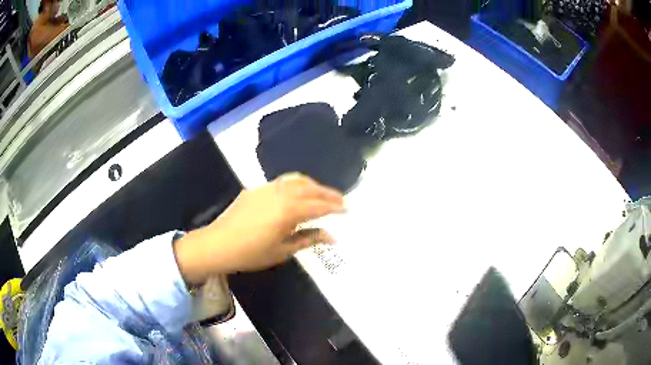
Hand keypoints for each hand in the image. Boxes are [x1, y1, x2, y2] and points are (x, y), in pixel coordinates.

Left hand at [174, 173, 344, 284]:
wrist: (217, 244)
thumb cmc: (251, 253)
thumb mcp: (282, 251)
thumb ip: (309, 239)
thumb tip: (332, 237)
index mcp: (289, 210)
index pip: (319, 206)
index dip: (336, 207)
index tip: (347, 209)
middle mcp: (280, 193)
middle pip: (310, 188)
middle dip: (328, 193)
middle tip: (340, 200)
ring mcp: (267, 188)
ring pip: (296, 180)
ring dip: (312, 185)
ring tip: (321, 194)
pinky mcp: (256, 189)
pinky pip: (282, 181)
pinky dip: (296, 184)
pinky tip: (296, 194)